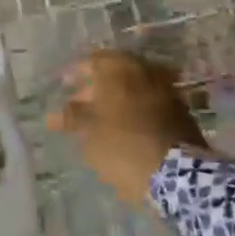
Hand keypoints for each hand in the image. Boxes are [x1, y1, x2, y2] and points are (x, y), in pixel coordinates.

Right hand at [47, 49, 205, 207]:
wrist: (177, 174)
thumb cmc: (124, 147)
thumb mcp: (90, 134)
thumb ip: (71, 119)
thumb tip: (53, 115)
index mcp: (120, 71)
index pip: (93, 61)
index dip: (76, 73)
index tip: (64, 85)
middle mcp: (145, 73)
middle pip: (115, 74)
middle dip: (95, 88)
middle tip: (78, 106)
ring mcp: (166, 91)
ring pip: (134, 89)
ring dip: (116, 100)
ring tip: (99, 122)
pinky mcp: (181, 112)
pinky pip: (150, 104)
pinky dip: (135, 111)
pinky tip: (124, 130)